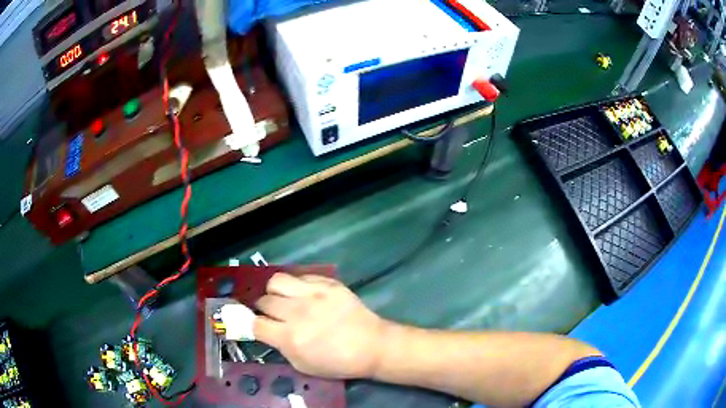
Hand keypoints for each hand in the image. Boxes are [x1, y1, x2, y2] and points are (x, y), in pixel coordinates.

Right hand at [253, 273, 387, 378]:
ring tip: (285, 299)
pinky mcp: (327, 283)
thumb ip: (280, 347)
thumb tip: (267, 330)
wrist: (372, 346)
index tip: (254, 324)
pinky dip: (296, 285)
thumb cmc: (338, 362)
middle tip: (274, 314)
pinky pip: (300, 276)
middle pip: (264, 300)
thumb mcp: (302, 365)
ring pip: (276, 281)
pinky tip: (305, 294)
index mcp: (290, 338)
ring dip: (275, 291)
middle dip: (264, 309)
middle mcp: (297, 313)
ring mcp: (313, 294)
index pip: (255, 323)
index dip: (250, 324)